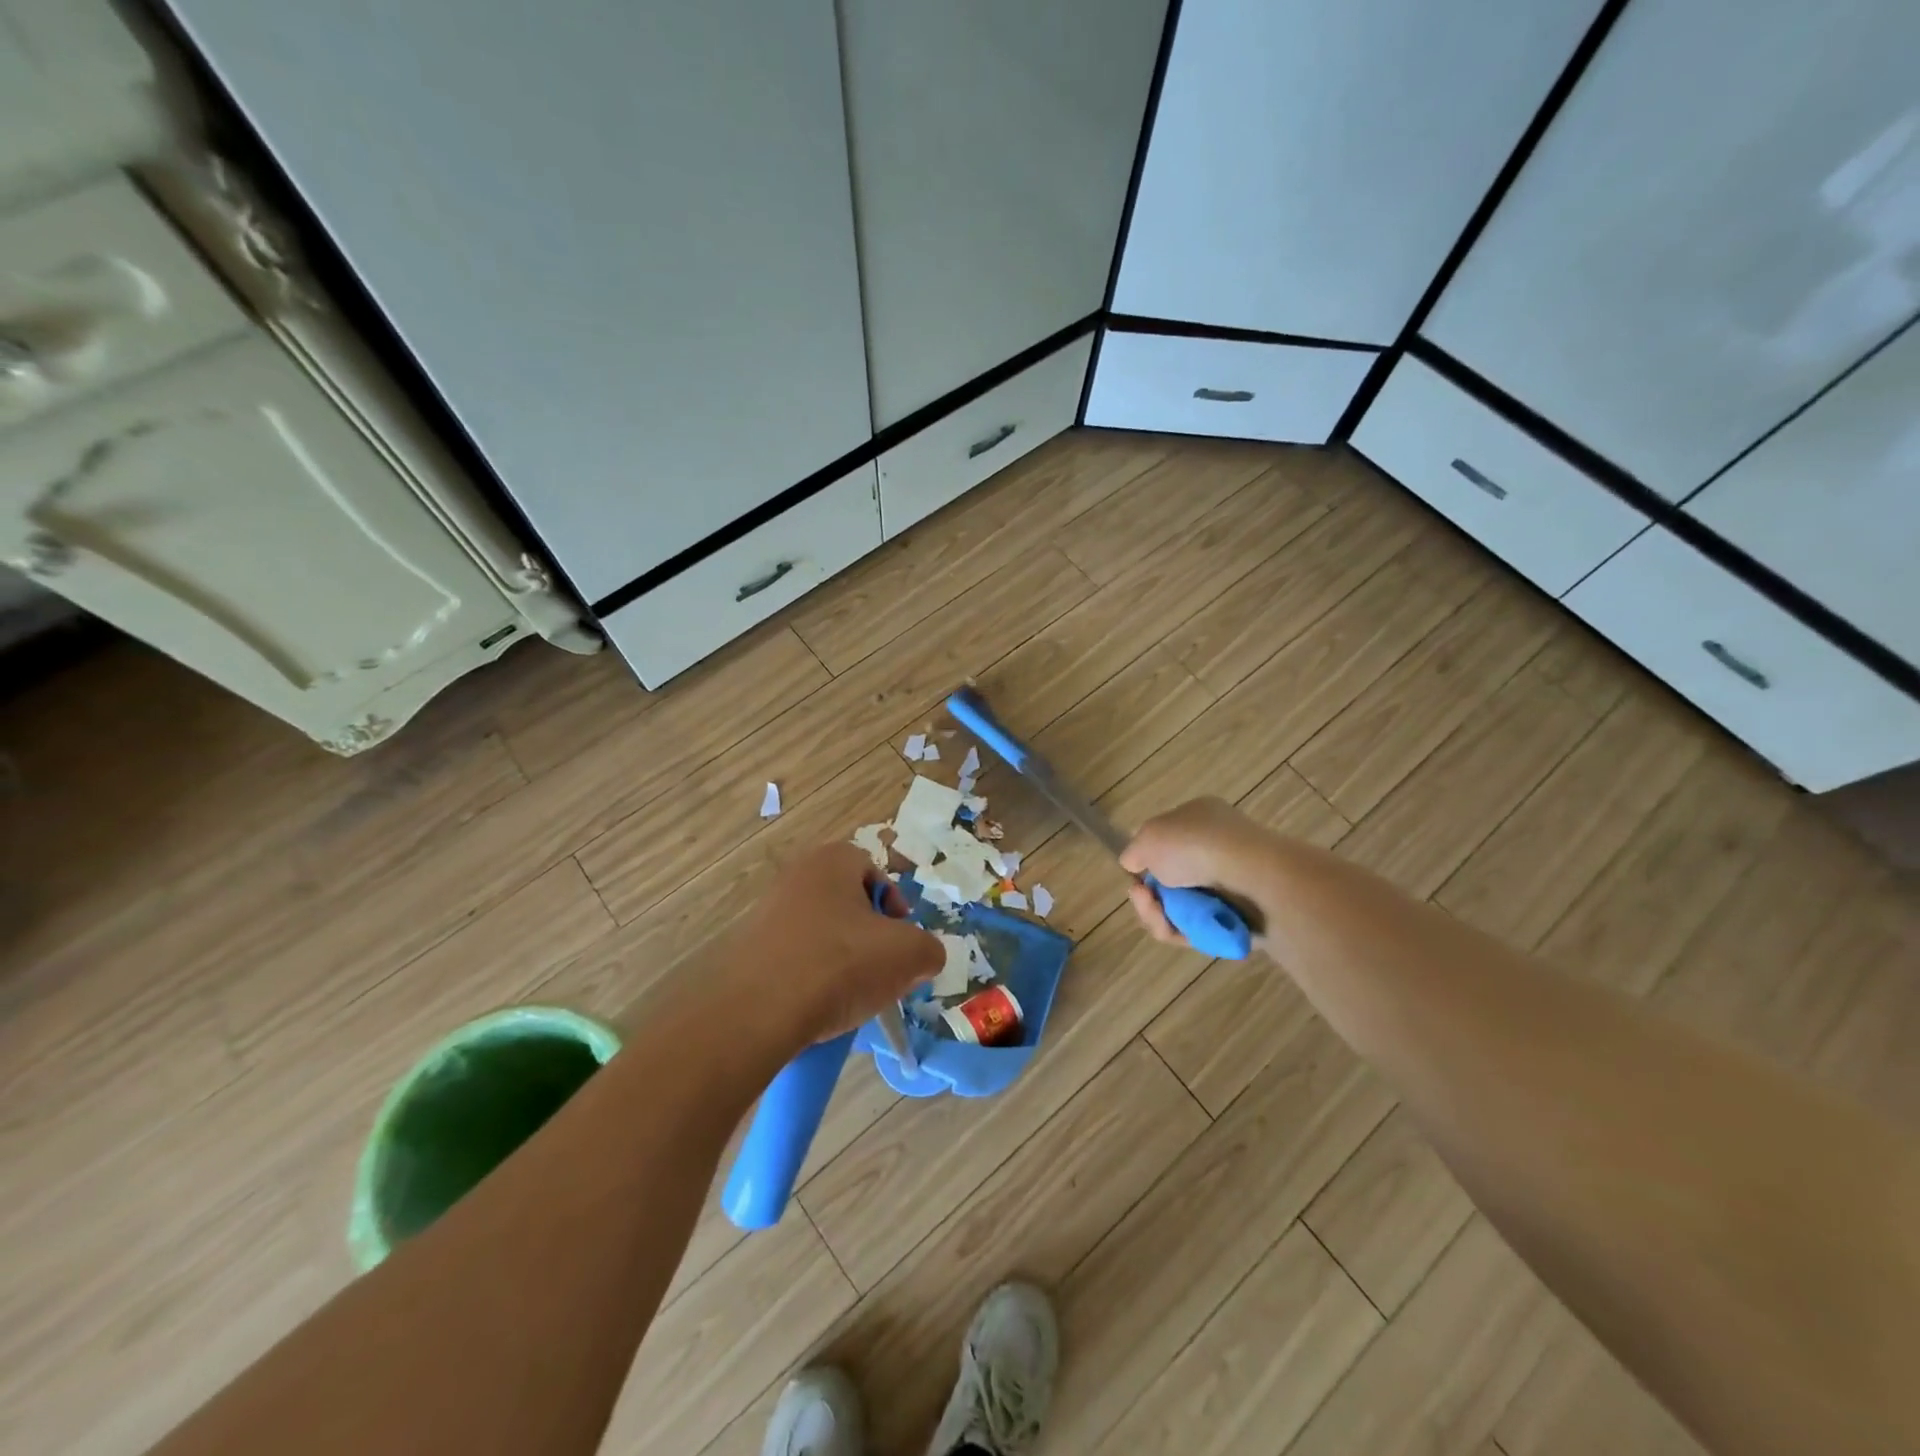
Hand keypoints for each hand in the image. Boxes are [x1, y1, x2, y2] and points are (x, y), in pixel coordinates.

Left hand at [713, 843, 942, 1052]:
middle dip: (869, 936)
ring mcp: (765, 914)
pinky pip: (792, 961)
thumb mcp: (909, 954)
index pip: (873, 871)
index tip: (902, 941)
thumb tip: (923, 957)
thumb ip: (928, 949)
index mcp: (832, 861)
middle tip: (882, 971)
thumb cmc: (841, 964)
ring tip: (851, 996)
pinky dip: (810, 980)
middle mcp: (795, 877)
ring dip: (841, 961)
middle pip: (847, 904)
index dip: (895, 905)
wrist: (757, 1012)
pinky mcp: (747, 952)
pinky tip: (818, 1009)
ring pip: (820, 934)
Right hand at [1119, 797, 1275, 944]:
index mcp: (1199, 820)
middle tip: (1142, 897)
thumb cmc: (1196, 845)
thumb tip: (1135, 865)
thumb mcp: (1149, 836)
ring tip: (1156, 915)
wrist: (1251, 878)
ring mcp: (1227, 886)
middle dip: (1147, 894)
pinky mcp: (1234, 919)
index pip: (1164, 840)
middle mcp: (1214, 849)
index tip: (1134, 873)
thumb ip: (1134, 851)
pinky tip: (1170, 929)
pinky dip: (1177, 931)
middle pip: (1167, 881)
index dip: (1144, 860)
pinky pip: (1195, 928)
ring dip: (1156, 915)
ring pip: (1177, 908)